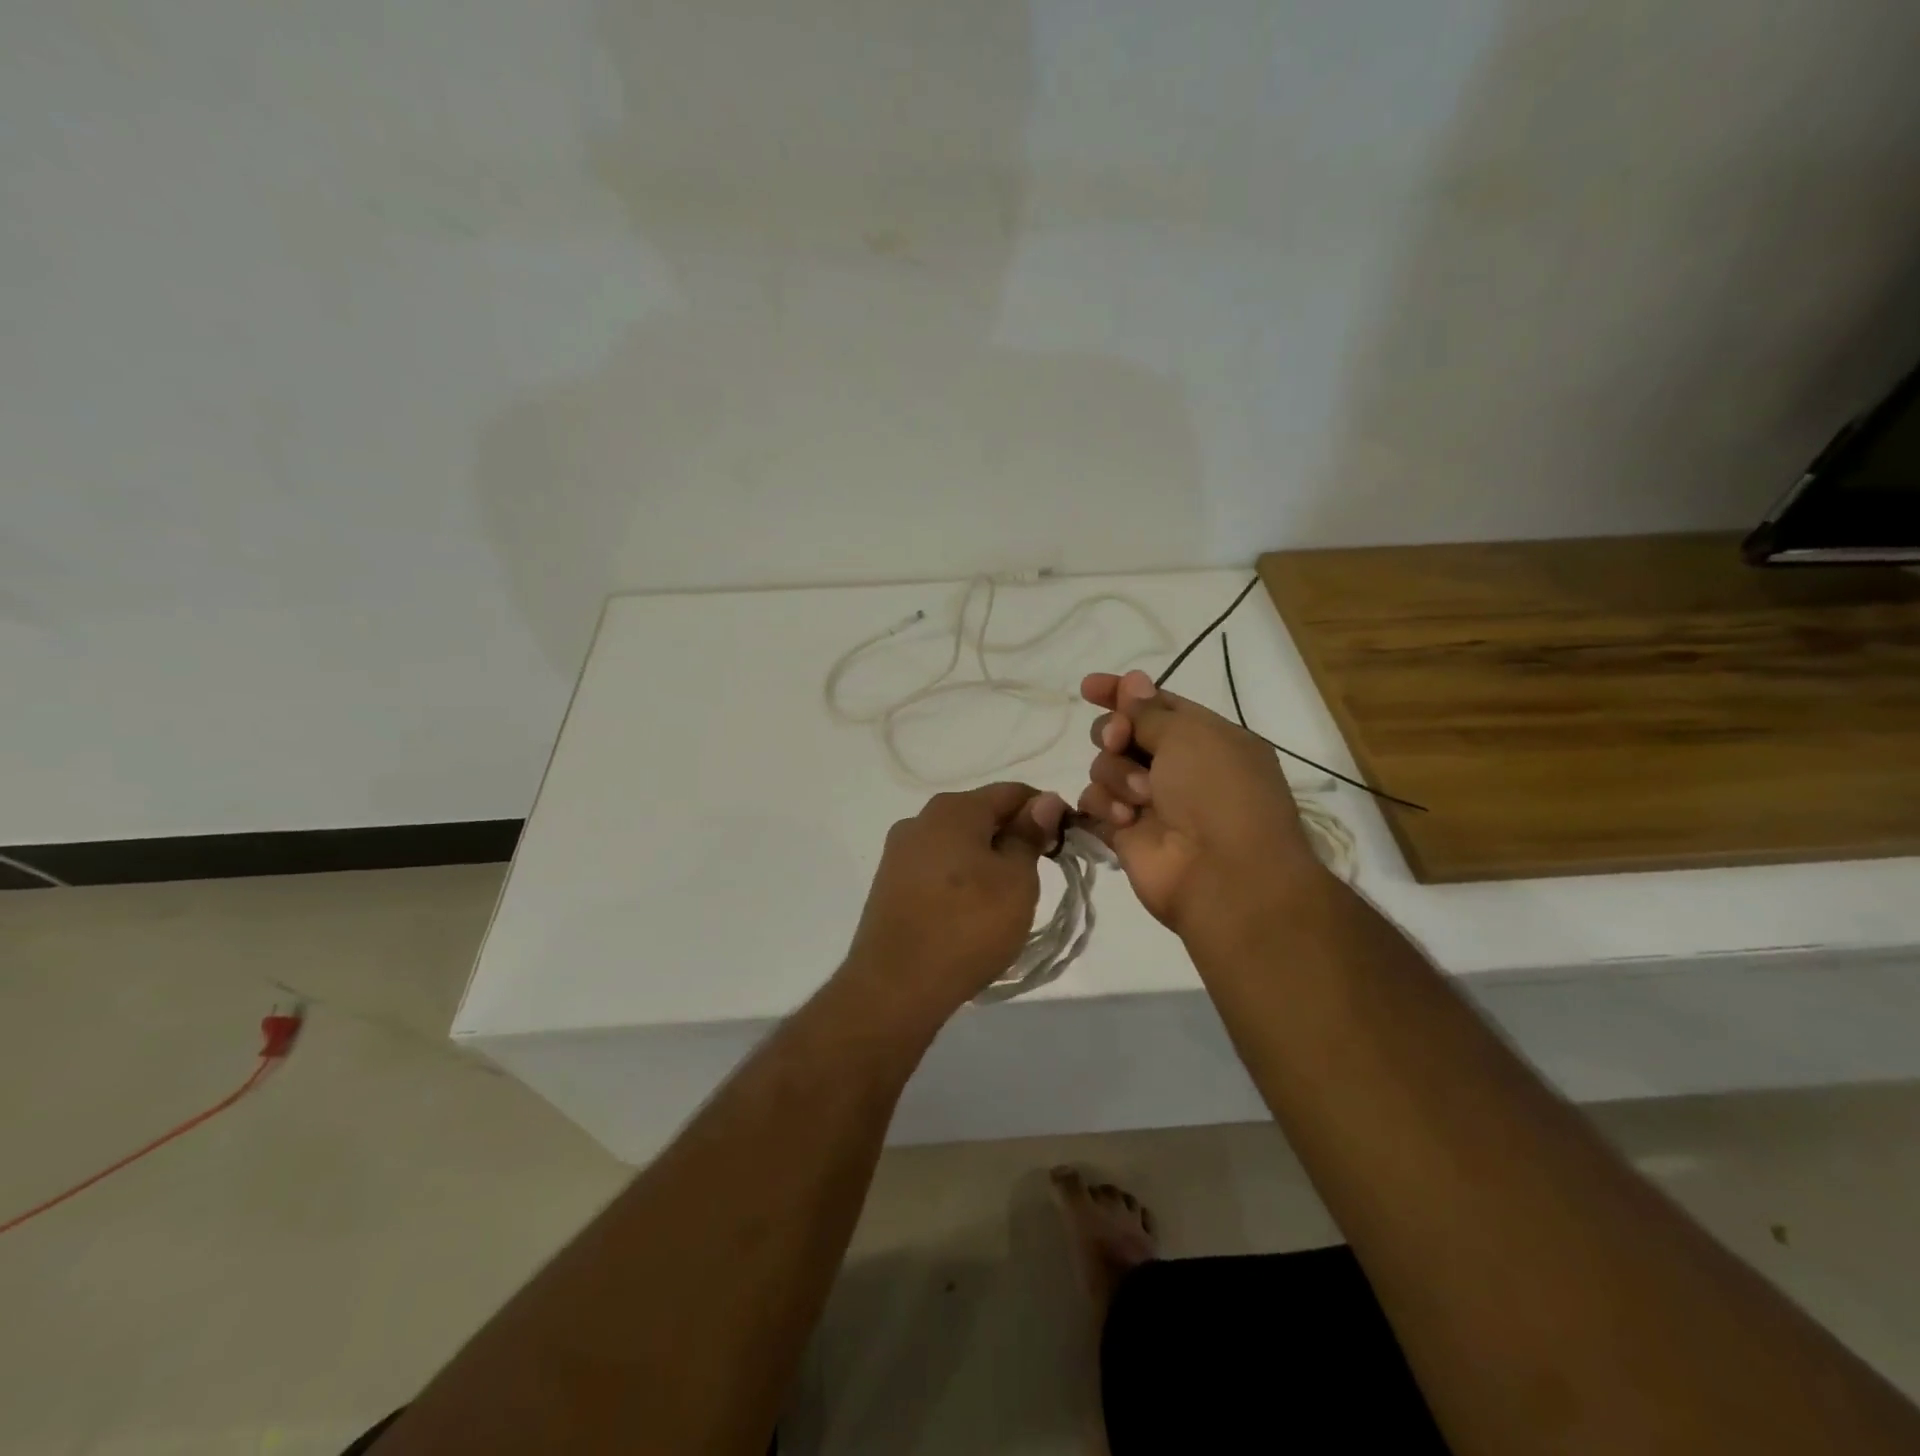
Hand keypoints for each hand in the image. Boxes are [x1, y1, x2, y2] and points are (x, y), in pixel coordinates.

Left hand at [842, 782, 1068, 1021]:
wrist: (895, 987)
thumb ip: (1030, 835)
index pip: (1012, 793)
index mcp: (953, 809)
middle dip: (1014, 837)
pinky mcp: (889, 885)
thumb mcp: (1016, 880)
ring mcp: (899, 853)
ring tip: (1006, 899)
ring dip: (987, 860)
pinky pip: (937, 868)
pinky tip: (970, 911)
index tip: (1066, 842)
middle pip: (981, 815)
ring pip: (958, 843)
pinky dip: (961, 879)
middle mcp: (920, 820)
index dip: (1046, 812)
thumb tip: (1045, 800)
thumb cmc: (968, 927)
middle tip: (1039, 874)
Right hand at [1078, 669, 1326, 937]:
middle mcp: (1178, 767)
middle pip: (1123, 733)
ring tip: (1140, 797)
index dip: (1121, 692)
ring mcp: (1150, 801)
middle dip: (1114, 731)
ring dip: (1116, 774)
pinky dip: (1104, 805)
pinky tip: (1123, 819)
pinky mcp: (1125, 832)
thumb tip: (1133, 682)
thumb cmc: (1216, 793)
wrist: (1223, 876)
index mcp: (1205, 738)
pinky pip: (1094, 803)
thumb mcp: (1190, 735)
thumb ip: (1150, 710)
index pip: (1155, 704)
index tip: (1089, 686)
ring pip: (1105, 766)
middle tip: (1119, 740)